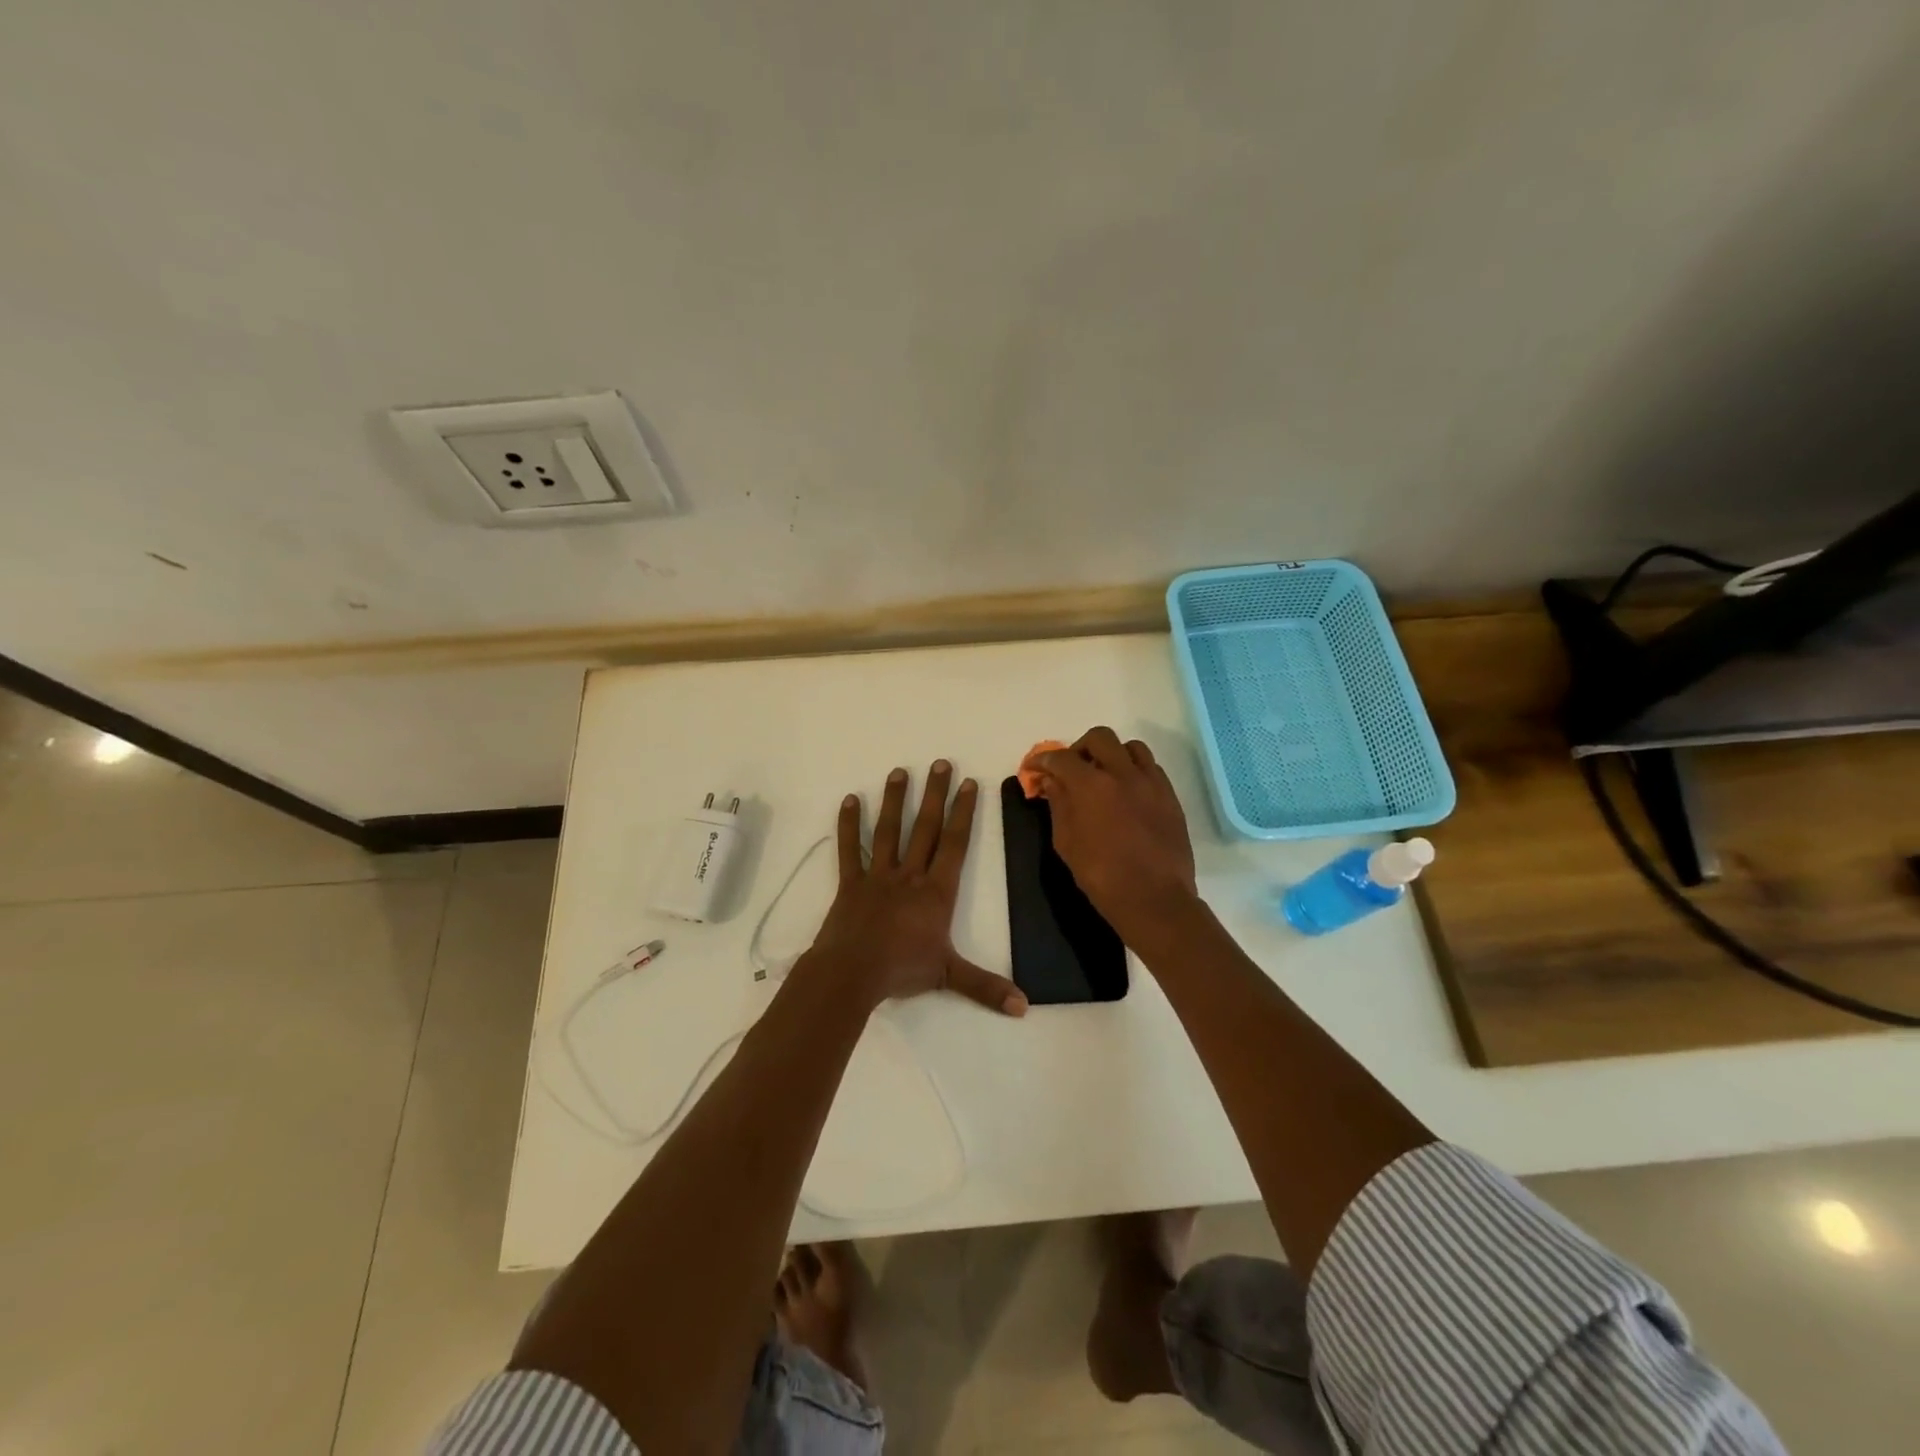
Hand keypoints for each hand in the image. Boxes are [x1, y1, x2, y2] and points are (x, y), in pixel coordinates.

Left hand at [805, 760, 1027, 1016]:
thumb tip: (1025, 1006)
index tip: (969, 783)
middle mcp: (910, 875)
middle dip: (935, 794)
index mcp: (936, 892)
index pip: (955, 844)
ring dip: (895, 801)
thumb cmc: (902, 970)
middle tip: (940, 762)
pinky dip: (849, 825)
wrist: (852, 973)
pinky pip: (850, 849)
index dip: (964, 812)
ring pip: (889, 831)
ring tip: (899, 772)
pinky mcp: (850, 883)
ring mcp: (878, 875)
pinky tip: (850, 800)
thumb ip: (986, 987)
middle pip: (926, 828)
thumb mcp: (949, 976)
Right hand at [1033, 727, 1199, 940]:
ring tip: (1104, 776)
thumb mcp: (1067, 843)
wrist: (1155, 899)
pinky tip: (1127, 792)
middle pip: (1099, 738)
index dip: (1043, 760)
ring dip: (1112, 754)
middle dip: (1079, 748)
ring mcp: (1151, 782)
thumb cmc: (1102, 876)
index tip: (1035, 768)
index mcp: (1091, 785)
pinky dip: (1134, 770)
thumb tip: (1053, 782)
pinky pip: (1151, 768)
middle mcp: (1123, 773)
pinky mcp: (1170, 796)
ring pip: (1131, 747)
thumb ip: (1059, 806)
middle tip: (1071, 769)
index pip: (1061, 758)